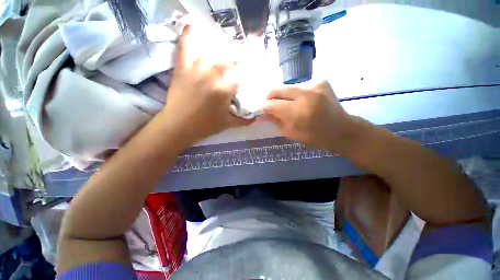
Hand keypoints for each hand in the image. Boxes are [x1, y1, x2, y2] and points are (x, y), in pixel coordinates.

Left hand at [160, 25, 251, 146]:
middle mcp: (212, 77)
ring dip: (219, 53)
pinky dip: (188, 36)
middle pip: (228, 62)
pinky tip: (192, 26)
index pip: (241, 78)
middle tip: (239, 64)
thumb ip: (244, 121)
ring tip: (223, 54)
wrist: (179, 126)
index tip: (250, 75)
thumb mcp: (228, 124)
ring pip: (210, 54)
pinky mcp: (183, 69)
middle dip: (237, 62)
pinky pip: (185, 48)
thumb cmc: (205, 126)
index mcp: (224, 91)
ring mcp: (196, 71)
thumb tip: (257, 119)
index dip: (247, 75)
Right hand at [263, 80, 356, 151]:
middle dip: (269, 98)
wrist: (342, 129)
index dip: (263, 108)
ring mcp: (314, 84)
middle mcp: (306, 94)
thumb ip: (275, 120)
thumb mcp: (291, 133)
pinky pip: (298, 86)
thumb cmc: (315, 137)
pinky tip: (301, 101)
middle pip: (275, 89)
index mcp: (299, 112)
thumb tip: (262, 112)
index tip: (262, 111)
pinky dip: (294, 94)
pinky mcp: (320, 80)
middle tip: (270, 106)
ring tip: (288, 105)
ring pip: (286, 87)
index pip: (271, 104)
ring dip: (282, 96)